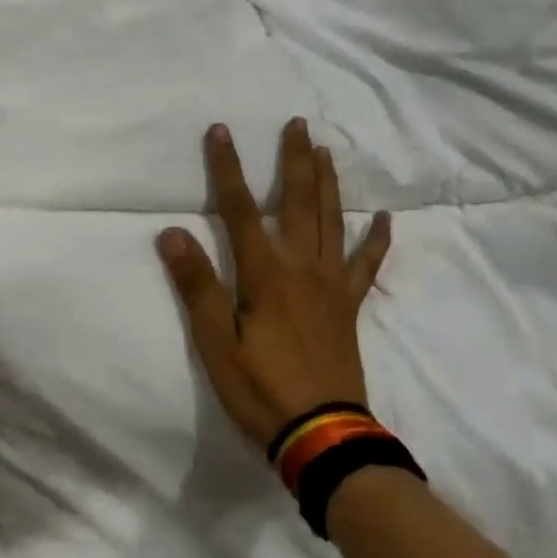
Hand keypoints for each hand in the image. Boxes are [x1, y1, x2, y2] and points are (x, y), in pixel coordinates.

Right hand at [157, 119, 392, 449]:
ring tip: (327, 151)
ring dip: (328, 183)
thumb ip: (197, 286)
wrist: (322, 433)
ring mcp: (331, 285)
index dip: (227, 167)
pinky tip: (384, 218)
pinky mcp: (349, 306)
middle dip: (294, 160)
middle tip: (298, 123)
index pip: (239, 209)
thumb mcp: (215, 343)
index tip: (220, 130)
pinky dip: (376, 240)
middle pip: (297, 202)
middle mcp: (301, 267)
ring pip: (332, 221)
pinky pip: (366, 266)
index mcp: (265, 273)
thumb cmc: (260, 388)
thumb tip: (172, 233)